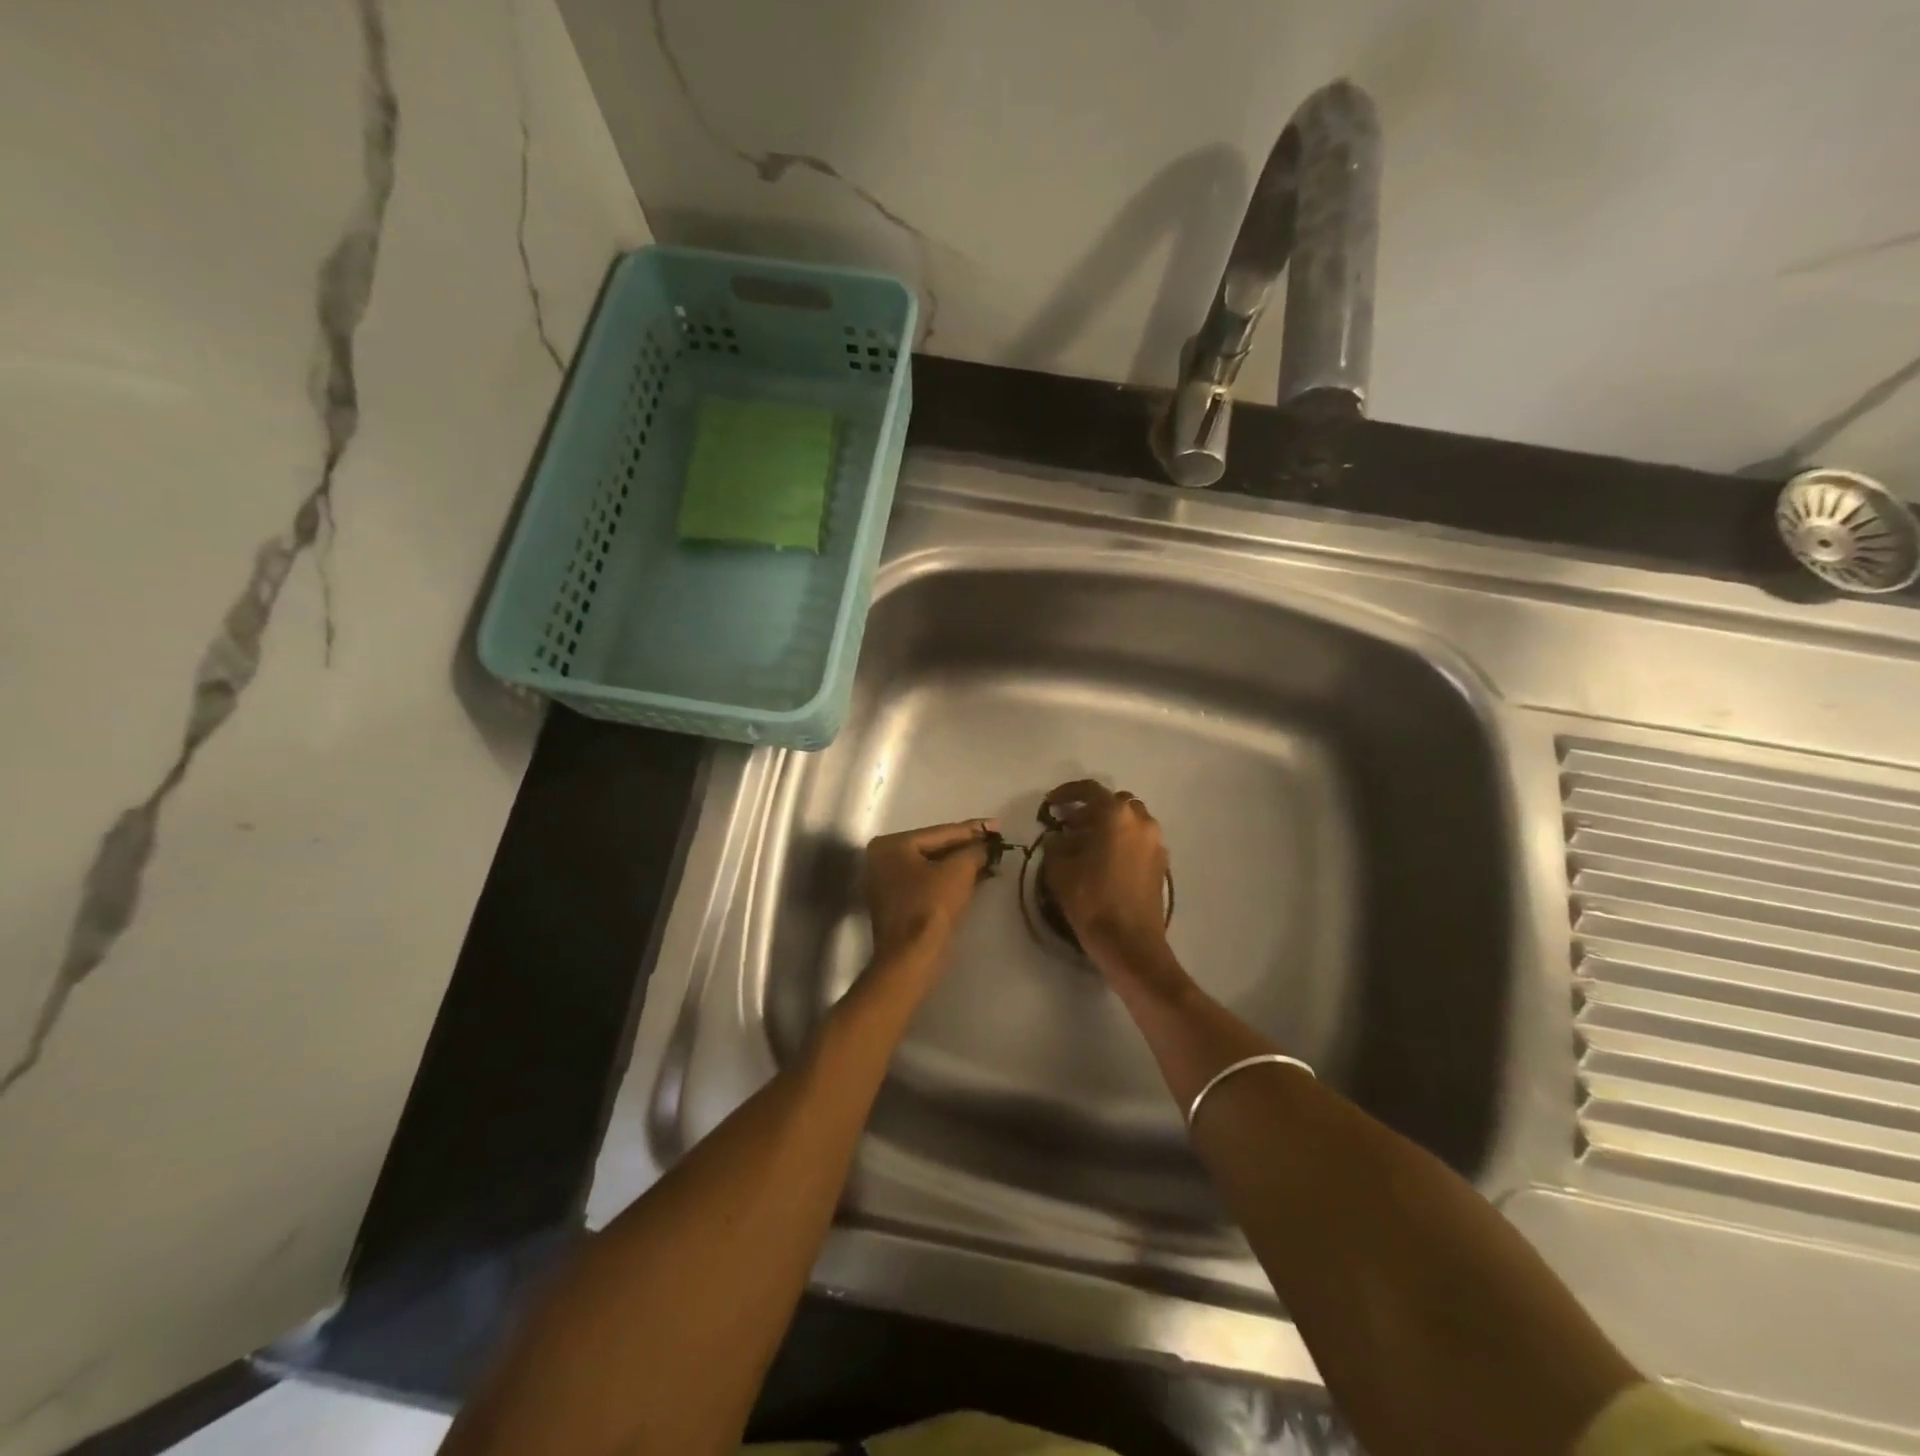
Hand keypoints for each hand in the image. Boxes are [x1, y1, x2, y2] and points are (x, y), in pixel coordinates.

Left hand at [863, 819, 994, 964]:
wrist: (912, 959)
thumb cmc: (931, 907)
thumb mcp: (959, 871)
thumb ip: (974, 850)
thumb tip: (986, 845)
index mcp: (891, 845)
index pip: (940, 832)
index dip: (973, 829)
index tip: (997, 825)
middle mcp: (882, 859)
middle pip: (935, 848)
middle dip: (967, 847)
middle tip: (996, 842)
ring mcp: (887, 883)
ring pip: (932, 867)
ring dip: (961, 865)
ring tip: (991, 859)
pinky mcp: (897, 904)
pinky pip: (928, 883)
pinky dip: (950, 880)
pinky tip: (975, 877)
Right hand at [1039, 780, 1170, 973]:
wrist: (1131, 943)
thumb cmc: (1092, 901)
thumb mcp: (1060, 870)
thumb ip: (1057, 845)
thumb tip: (1059, 837)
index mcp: (1116, 815)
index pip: (1089, 790)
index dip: (1066, 793)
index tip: (1051, 804)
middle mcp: (1141, 821)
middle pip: (1113, 802)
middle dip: (1090, 809)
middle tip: (1069, 824)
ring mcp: (1155, 841)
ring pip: (1129, 820)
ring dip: (1108, 825)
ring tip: (1086, 843)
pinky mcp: (1161, 862)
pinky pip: (1138, 838)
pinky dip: (1121, 840)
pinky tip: (1104, 860)